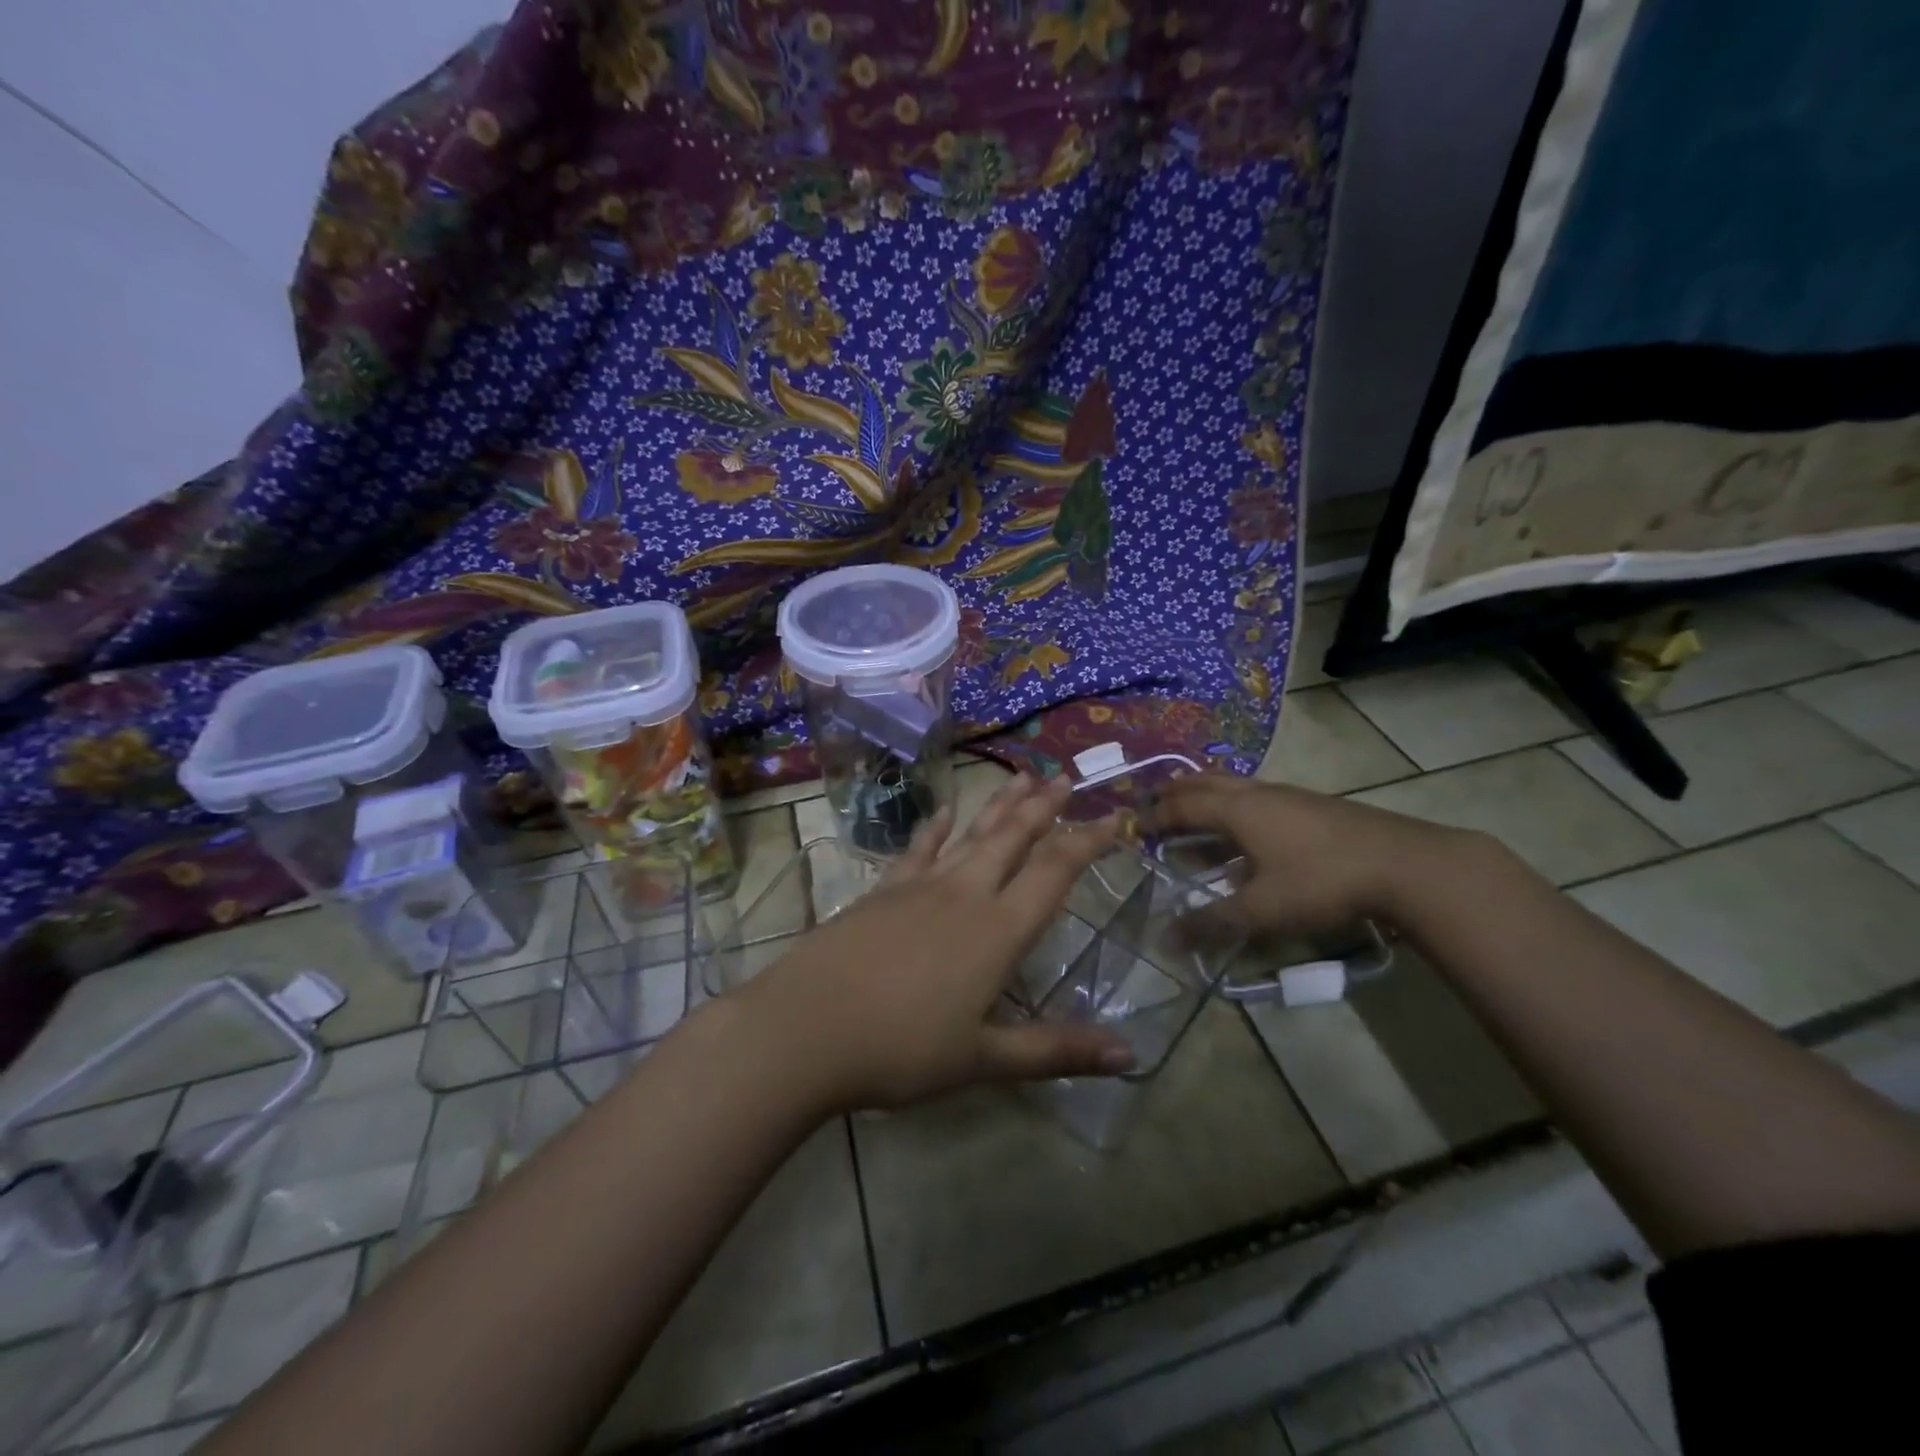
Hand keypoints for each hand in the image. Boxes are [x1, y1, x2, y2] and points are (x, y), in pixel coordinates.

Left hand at [740, 775, 1136, 1111]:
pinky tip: (944, 811)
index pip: (1055, 872)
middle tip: (1065, 777)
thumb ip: (1055, 1050)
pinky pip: (917, 849)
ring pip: (971, 834)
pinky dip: (934, 829)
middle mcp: (964, 894)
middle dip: (1043, 807)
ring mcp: (919, 886)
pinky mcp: (882, 890)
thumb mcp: (984, 1059)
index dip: (1088, 841)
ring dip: (999, 805)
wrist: (806, 1028)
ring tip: (1022, 776)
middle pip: (1012, 838)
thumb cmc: (901, 1050)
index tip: (1113, 816)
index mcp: (997, 931)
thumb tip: (1130, 1056)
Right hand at [1145, 774, 1469, 938]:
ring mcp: (1288, 794)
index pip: (1182, 806)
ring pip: (1234, 783)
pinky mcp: (1313, 803)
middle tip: (1153, 799)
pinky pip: (1257, 792)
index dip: (1155, 815)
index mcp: (1237, 810)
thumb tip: (1164, 939)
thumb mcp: (1261, 909)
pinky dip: (1234, 799)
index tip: (1133, 824)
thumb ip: (1211, 923)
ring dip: (1206, 791)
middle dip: (1175, 790)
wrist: (1405, 865)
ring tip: (1193, 802)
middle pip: (1205, 782)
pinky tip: (1249, 822)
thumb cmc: (1321, 882)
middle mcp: (1257, 793)